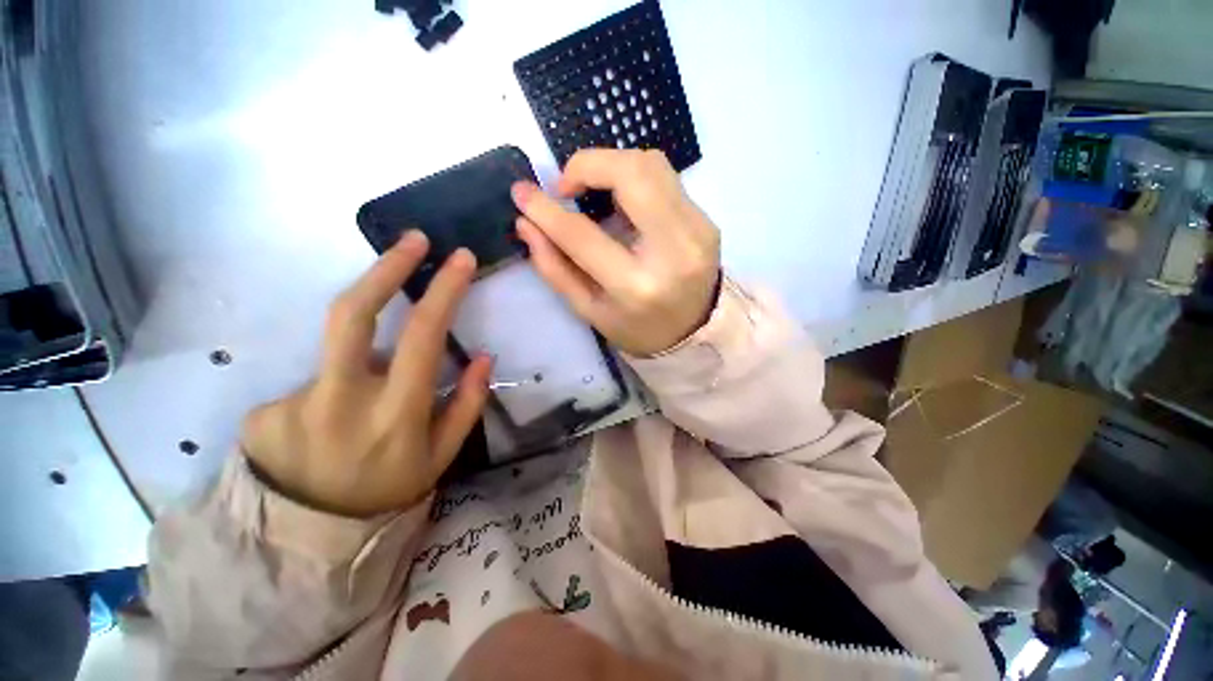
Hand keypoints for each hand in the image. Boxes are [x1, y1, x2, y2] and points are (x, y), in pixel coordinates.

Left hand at [241, 231, 491, 516]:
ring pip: (340, 350)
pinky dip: (335, 391)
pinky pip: (316, 381)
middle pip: (353, 312)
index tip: (457, 258)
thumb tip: (483, 355)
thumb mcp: (443, 454)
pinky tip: (331, 426)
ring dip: (368, 351)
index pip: (423, 335)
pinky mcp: (262, 410)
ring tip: (374, 390)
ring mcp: (292, 403)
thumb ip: (467, 402)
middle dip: (386, 267)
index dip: (442, 290)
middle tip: (413, 241)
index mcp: (396, 414)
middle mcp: (340, 401)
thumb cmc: (390, 491)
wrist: (310, 537)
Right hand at [511, 149, 720, 356]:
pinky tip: (624, 204)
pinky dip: (635, 180)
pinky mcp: (707, 220)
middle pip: (632, 174)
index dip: (547, 210)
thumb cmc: (636, 327)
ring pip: (652, 165)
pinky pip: (665, 179)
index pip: (583, 235)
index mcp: (636, 287)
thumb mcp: (589, 310)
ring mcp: (697, 231)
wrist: (694, 332)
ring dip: (612, 166)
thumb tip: (526, 223)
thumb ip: (555, 267)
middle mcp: (673, 252)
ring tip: (594, 193)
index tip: (522, 192)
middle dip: (588, 165)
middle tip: (567, 187)